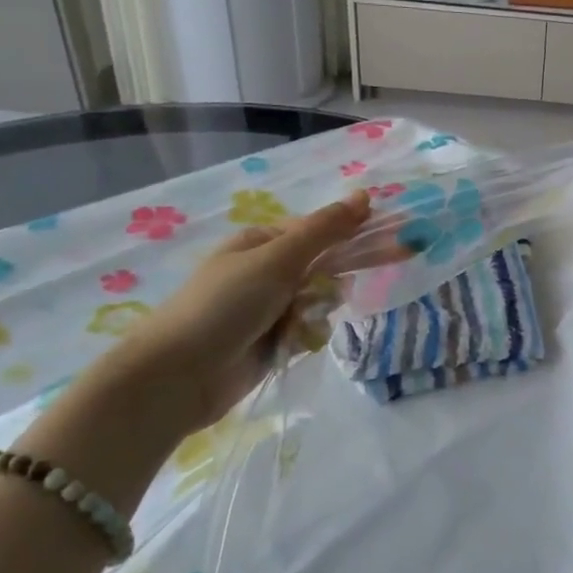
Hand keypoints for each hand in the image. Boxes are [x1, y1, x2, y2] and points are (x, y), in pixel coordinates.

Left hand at [104, 193, 374, 432]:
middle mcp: (269, 271)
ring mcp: (271, 307)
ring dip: (319, 311)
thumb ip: (325, 230)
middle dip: (336, 278)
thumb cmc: (225, 306)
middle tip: (358, 280)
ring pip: (322, 300)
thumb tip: (365, 195)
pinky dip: (308, 336)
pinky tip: (294, 344)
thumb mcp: (277, 260)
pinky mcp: (274, 340)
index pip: (323, 231)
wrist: (177, 377)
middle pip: (326, 266)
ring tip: (298, 324)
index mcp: (264, 242)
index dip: (356, 234)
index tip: (395, 240)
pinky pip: (311, 329)